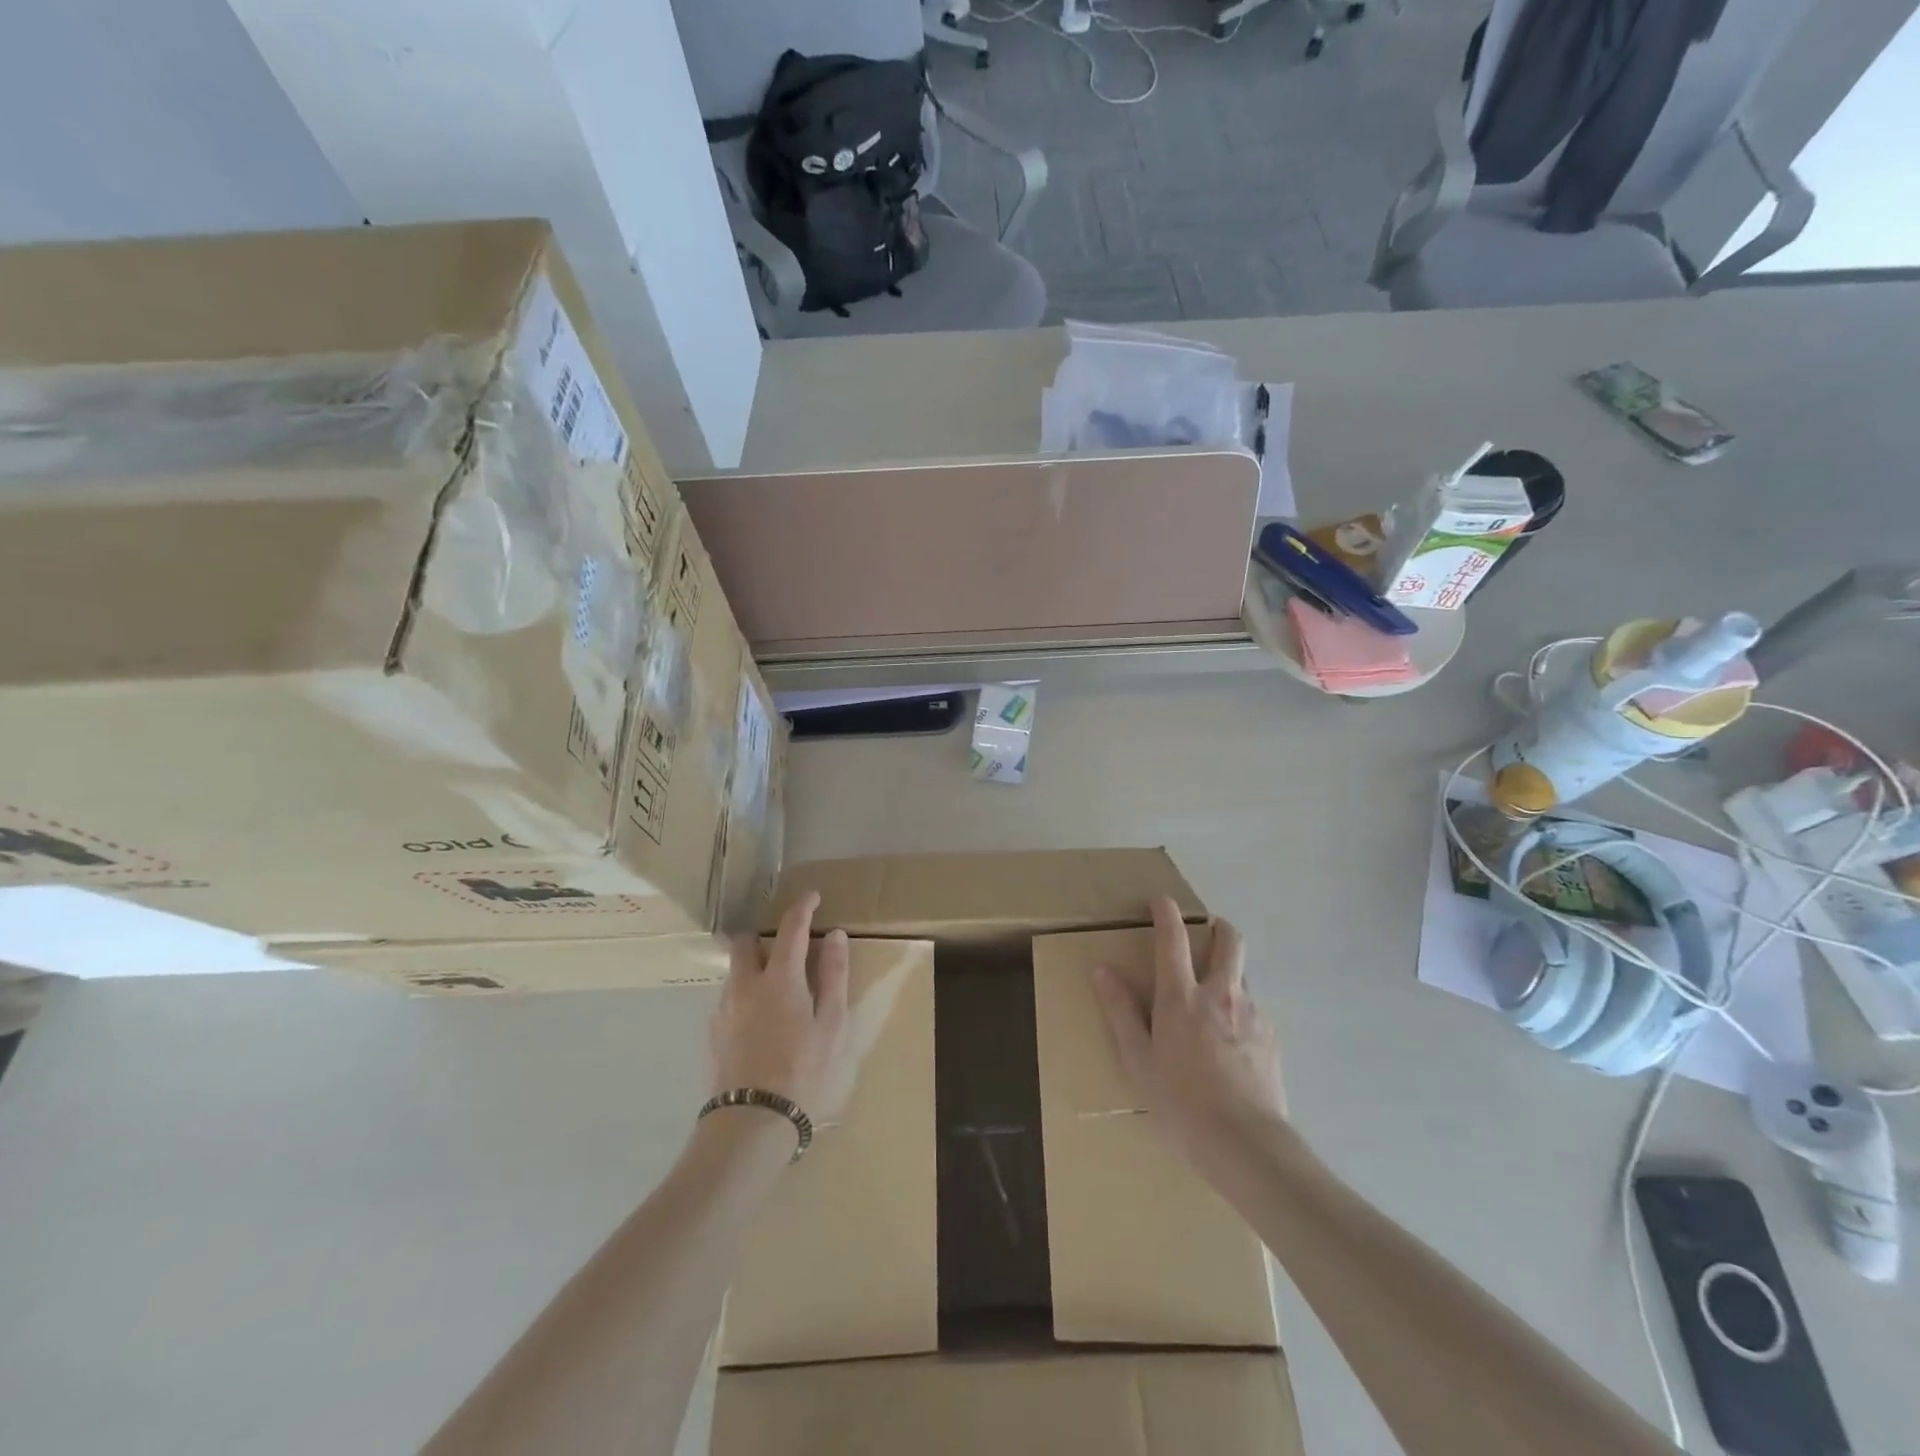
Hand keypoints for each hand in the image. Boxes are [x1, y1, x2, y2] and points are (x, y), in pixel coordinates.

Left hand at [709, 892, 854, 1124]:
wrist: (752, 1120)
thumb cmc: (803, 1069)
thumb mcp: (831, 1023)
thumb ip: (833, 975)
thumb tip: (834, 936)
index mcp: (780, 978)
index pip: (790, 927)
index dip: (802, 906)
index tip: (812, 897)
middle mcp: (746, 983)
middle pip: (746, 941)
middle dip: (765, 936)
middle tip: (787, 949)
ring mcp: (725, 1007)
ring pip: (736, 970)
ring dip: (755, 967)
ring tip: (778, 992)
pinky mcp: (713, 1030)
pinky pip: (730, 997)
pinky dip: (746, 994)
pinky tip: (762, 1022)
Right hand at [1093, 897, 1286, 1170]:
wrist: (1245, 1144)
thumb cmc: (1180, 1102)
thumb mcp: (1137, 1060)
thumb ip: (1121, 1011)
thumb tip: (1102, 970)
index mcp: (1181, 997)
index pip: (1173, 938)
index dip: (1166, 912)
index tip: (1161, 900)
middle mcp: (1221, 994)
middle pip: (1229, 941)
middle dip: (1219, 926)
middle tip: (1207, 931)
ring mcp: (1252, 1014)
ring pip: (1243, 975)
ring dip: (1230, 972)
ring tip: (1215, 1000)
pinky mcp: (1272, 1037)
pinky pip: (1255, 1010)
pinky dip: (1241, 1010)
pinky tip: (1232, 1042)